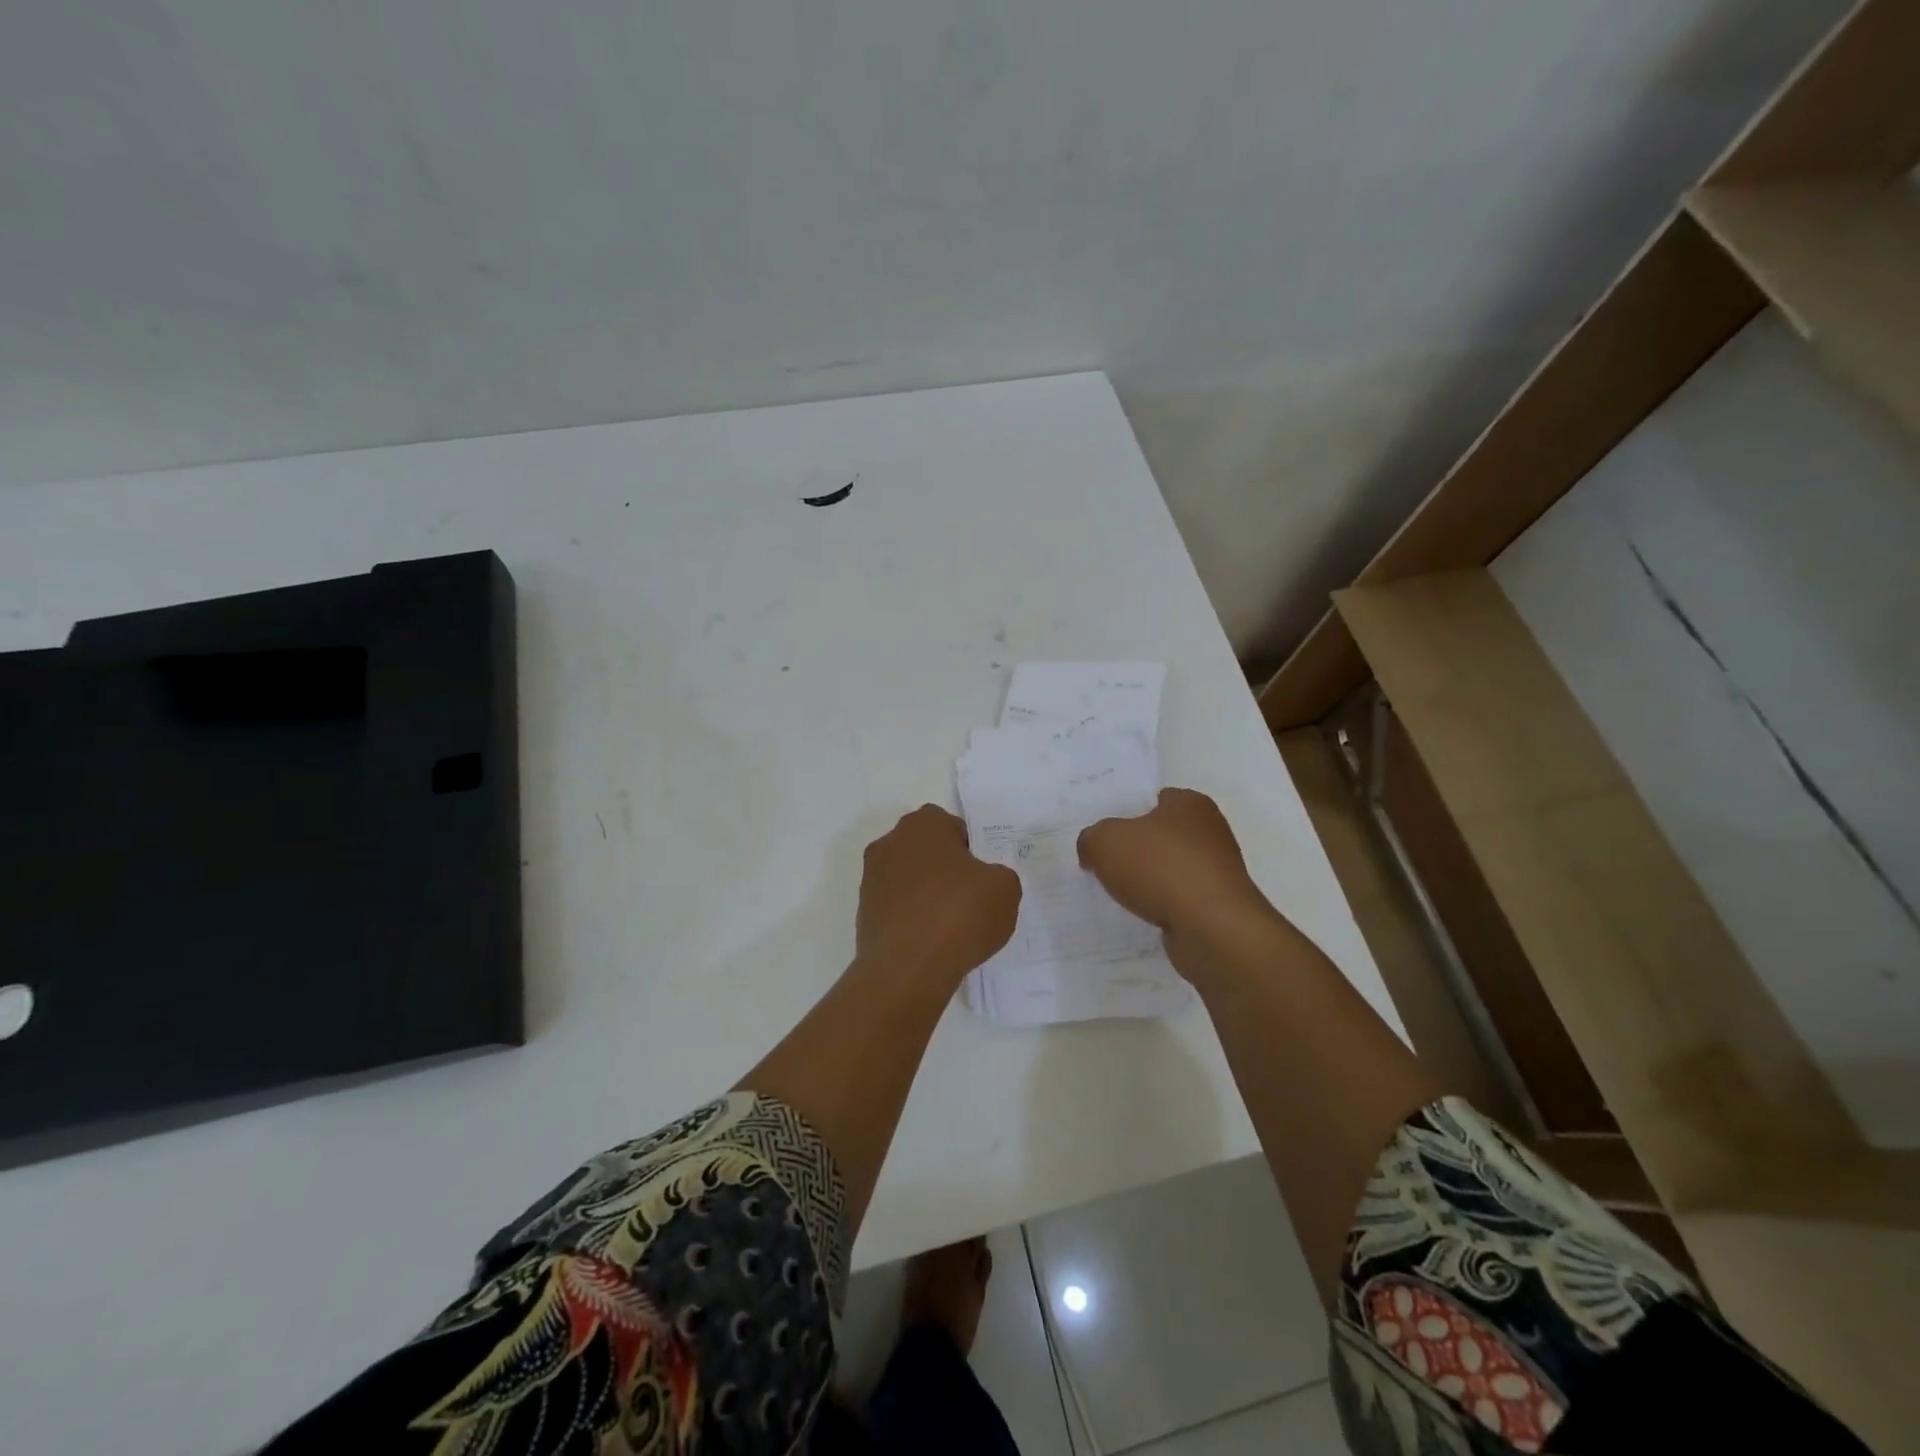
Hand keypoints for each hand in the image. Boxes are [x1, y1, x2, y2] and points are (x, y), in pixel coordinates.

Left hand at [857, 805, 1020, 989]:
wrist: (907, 970)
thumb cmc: (959, 915)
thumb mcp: (1005, 889)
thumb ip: (999, 875)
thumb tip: (983, 882)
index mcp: (924, 825)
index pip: (953, 828)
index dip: (971, 851)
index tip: (982, 878)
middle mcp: (891, 843)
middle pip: (927, 851)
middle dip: (946, 870)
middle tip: (970, 899)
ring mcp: (872, 878)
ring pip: (910, 879)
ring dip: (927, 895)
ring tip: (951, 927)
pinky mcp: (864, 912)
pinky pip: (897, 907)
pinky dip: (912, 919)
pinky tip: (931, 943)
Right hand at [1077, 789, 1271, 941]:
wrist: (1211, 927)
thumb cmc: (1160, 868)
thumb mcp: (1105, 842)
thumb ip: (1091, 839)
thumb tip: (1091, 850)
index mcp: (1189, 803)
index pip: (1156, 799)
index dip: (1129, 813)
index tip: (1107, 833)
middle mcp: (1210, 831)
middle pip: (1163, 836)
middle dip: (1138, 850)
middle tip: (1105, 863)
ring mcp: (1218, 870)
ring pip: (1172, 870)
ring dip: (1151, 881)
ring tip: (1120, 894)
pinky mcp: (1219, 905)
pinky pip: (1181, 900)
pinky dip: (1164, 906)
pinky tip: (1144, 915)